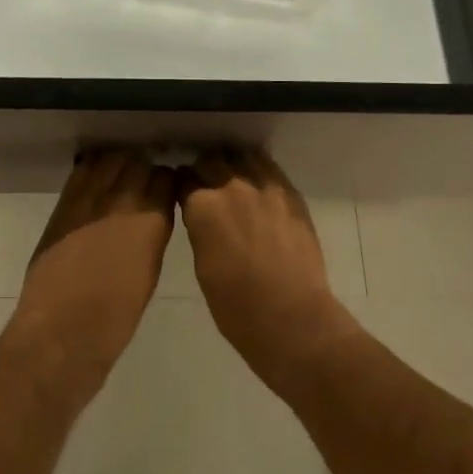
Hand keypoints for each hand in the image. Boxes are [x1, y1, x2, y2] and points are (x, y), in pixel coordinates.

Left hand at [8, 149, 175, 390]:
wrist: (62, 329)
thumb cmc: (116, 316)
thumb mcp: (150, 271)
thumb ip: (152, 234)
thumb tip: (152, 216)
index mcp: (152, 220)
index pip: (166, 178)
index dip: (166, 183)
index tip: (166, 190)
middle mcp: (123, 200)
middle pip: (138, 162)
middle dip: (144, 169)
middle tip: (143, 183)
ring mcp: (90, 198)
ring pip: (110, 160)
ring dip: (118, 165)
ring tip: (119, 178)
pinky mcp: (64, 204)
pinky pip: (83, 171)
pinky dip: (93, 169)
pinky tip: (96, 181)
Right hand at [177, 148, 353, 384]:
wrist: (291, 317)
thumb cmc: (236, 306)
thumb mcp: (202, 265)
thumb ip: (200, 230)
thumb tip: (203, 218)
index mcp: (202, 206)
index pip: (183, 179)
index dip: (181, 184)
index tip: (182, 190)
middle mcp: (231, 186)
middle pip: (210, 160)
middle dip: (204, 169)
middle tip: (205, 183)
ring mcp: (264, 187)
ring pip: (242, 156)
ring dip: (233, 163)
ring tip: (233, 177)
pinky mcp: (290, 194)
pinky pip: (270, 167)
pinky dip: (258, 169)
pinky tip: (257, 181)